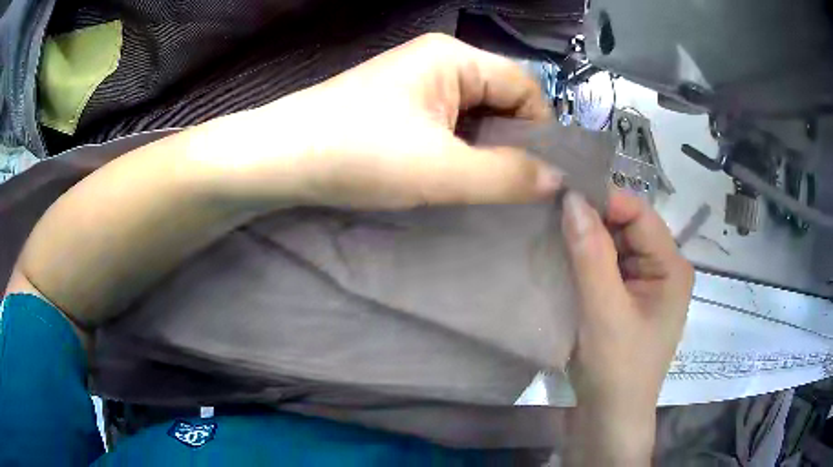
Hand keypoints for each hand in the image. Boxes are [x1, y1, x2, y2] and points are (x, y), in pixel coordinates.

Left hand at [194, 33, 560, 209]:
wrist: (281, 159)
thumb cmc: (358, 155)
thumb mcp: (442, 170)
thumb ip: (508, 176)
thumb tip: (557, 179)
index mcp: (455, 57)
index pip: (525, 87)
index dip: (540, 129)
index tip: (540, 174)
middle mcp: (440, 61)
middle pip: (503, 99)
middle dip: (512, 142)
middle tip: (512, 187)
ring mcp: (418, 83)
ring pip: (477, 115)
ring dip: (485, 150)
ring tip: (481, 186)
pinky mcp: (401, 105)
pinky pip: (451, 123)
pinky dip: (461, 149)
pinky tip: (453, 175)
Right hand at [561, 191, 693, 464]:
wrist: (609, 418)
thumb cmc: (617, 369)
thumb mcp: (604, 311)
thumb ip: (591, 254)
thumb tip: (571, 198)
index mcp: (672, 267)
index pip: (640, 214)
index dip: (604, 202)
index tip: (562, 199)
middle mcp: (663, 270)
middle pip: (627, 229)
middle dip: (592, 223)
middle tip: (550, 219)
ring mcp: (645, 286)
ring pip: (614, 248)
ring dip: (586, 244)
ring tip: (551, 239)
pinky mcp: (627, 301)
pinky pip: (607, 269)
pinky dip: (585, 264)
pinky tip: (562, 264)